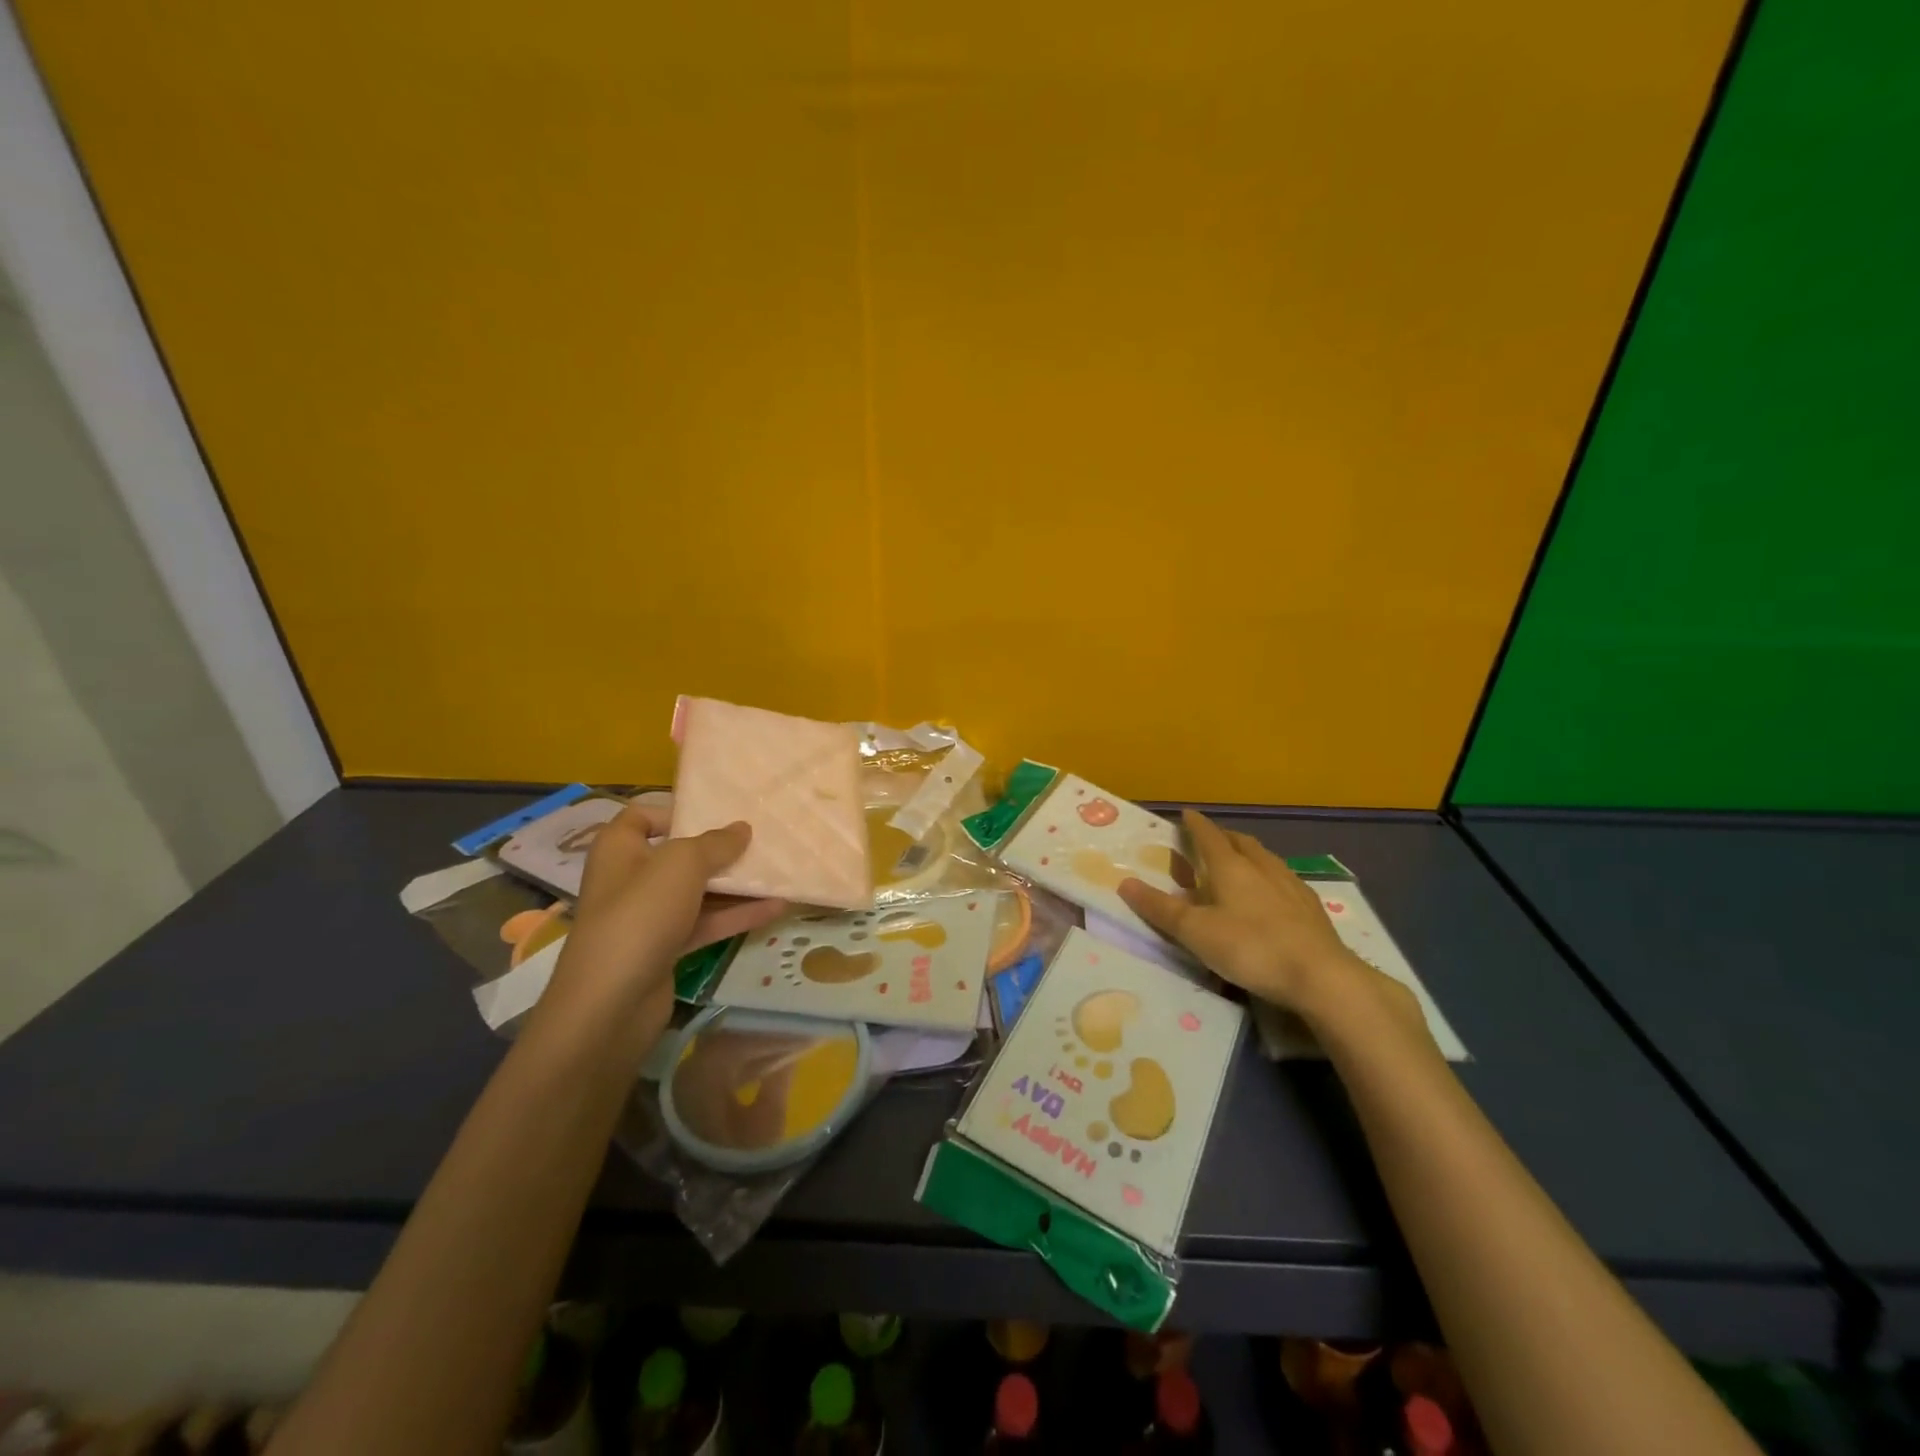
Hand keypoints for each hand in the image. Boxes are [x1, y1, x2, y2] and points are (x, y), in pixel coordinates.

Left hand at [537, 802, 784, 1062]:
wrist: (611, 1004)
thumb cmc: (640, 915)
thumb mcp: (682, 865)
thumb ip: (716, 843)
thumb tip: (742, 829)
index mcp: (620, 849)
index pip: (642, 816)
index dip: (676, 812)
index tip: (717, 813)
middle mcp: (631, 878)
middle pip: (679, 854)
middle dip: (719, 849)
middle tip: (761, 841)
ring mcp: (648, 917)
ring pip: (697, 891)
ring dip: (735, 884)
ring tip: (778, 872)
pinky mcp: (666, 948)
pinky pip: (706, 923)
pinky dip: (736, 915)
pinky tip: (776, 908)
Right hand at [1119, 809, 1372, 1019]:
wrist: (1321, 976)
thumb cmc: (1251, 948)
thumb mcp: (1196, 932)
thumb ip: (1160, 908)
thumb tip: (1124, 882)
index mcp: (1231, 868)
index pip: (1209, 836)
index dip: (1195, 825)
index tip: (1186, 814)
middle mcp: (1262, 867)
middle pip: (1240, 842)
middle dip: (1223, 836)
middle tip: (1210, 839)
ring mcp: (1291, 885)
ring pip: (1266, 858)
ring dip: (1248, 854)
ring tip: (1239, 862)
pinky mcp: (1311, 907)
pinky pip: (1284, 879)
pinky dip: (1269, 877)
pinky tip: (1272, 894)